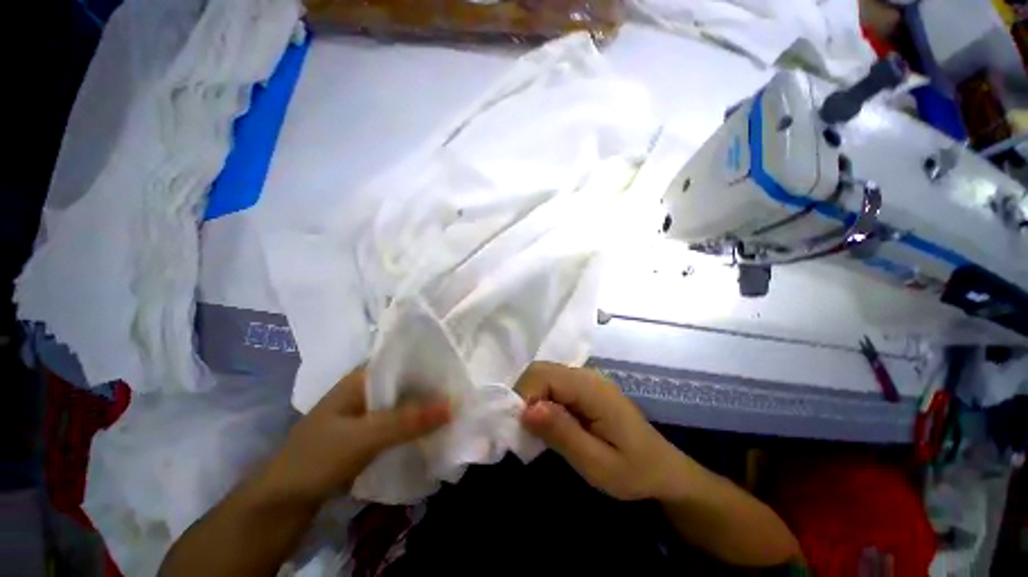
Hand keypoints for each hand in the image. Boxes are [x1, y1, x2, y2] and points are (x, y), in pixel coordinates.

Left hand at [264, 368, 450, 503]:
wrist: (280, 504)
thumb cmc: (317, 459)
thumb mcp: (364, 437)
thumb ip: (408, 421)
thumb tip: (453, 404)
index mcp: (359, 379)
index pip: (401, 361)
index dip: (428, 361)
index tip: (456, 365)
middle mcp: (364, 391)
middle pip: (404, 383)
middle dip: (430, 386)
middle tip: (462, 386)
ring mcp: (364, 414)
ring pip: (401, 403)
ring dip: (423, 406)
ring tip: (454, 404)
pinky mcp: (365, 435)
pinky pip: (396, 423)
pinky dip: (413, 424)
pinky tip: (433, 427)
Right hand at [516, 361, 686, 500]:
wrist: (663, 470)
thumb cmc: (633, 471)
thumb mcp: (596, 464)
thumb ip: (561, 433)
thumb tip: (526, 409)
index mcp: (591, 388)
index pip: (543, 376)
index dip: (524, 397)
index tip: (521, 429)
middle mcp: (586, 375)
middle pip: (540, 370)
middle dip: (524, 396)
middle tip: (525, 430)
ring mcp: (586, 378)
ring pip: (544, 375)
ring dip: (531, 398)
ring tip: (534, 429)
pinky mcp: (585, 387)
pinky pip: (553, 384)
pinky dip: (541, 399)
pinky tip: (547, 422)